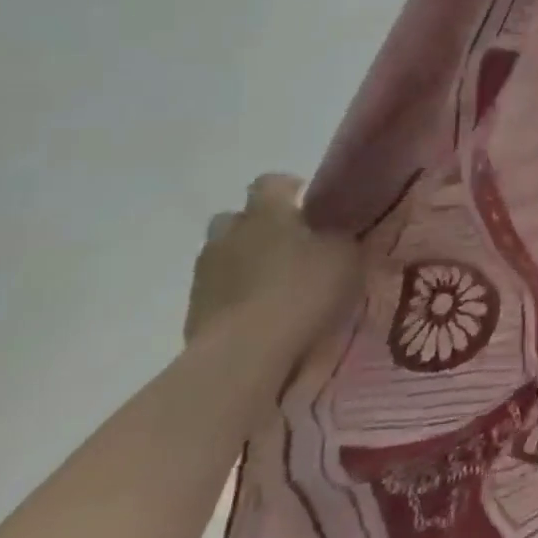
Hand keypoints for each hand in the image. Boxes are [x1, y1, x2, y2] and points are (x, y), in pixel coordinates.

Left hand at [185, 174, 361, 362]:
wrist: (244, 355)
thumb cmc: (302, 290)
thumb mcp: (345, 254)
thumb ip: (340, 234)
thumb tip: (337, 227)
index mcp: (267, 212)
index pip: (271, 182)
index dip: (290, 189)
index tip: (310, 205)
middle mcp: (230, 233)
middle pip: (237, 217)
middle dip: (258, 226)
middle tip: (289, 245)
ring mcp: (206, 273)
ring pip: (223, 254)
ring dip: (243, 261)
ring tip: (273, 282)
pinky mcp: (193, 311)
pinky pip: (216, 290)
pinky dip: (234, 294)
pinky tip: (258, 312)